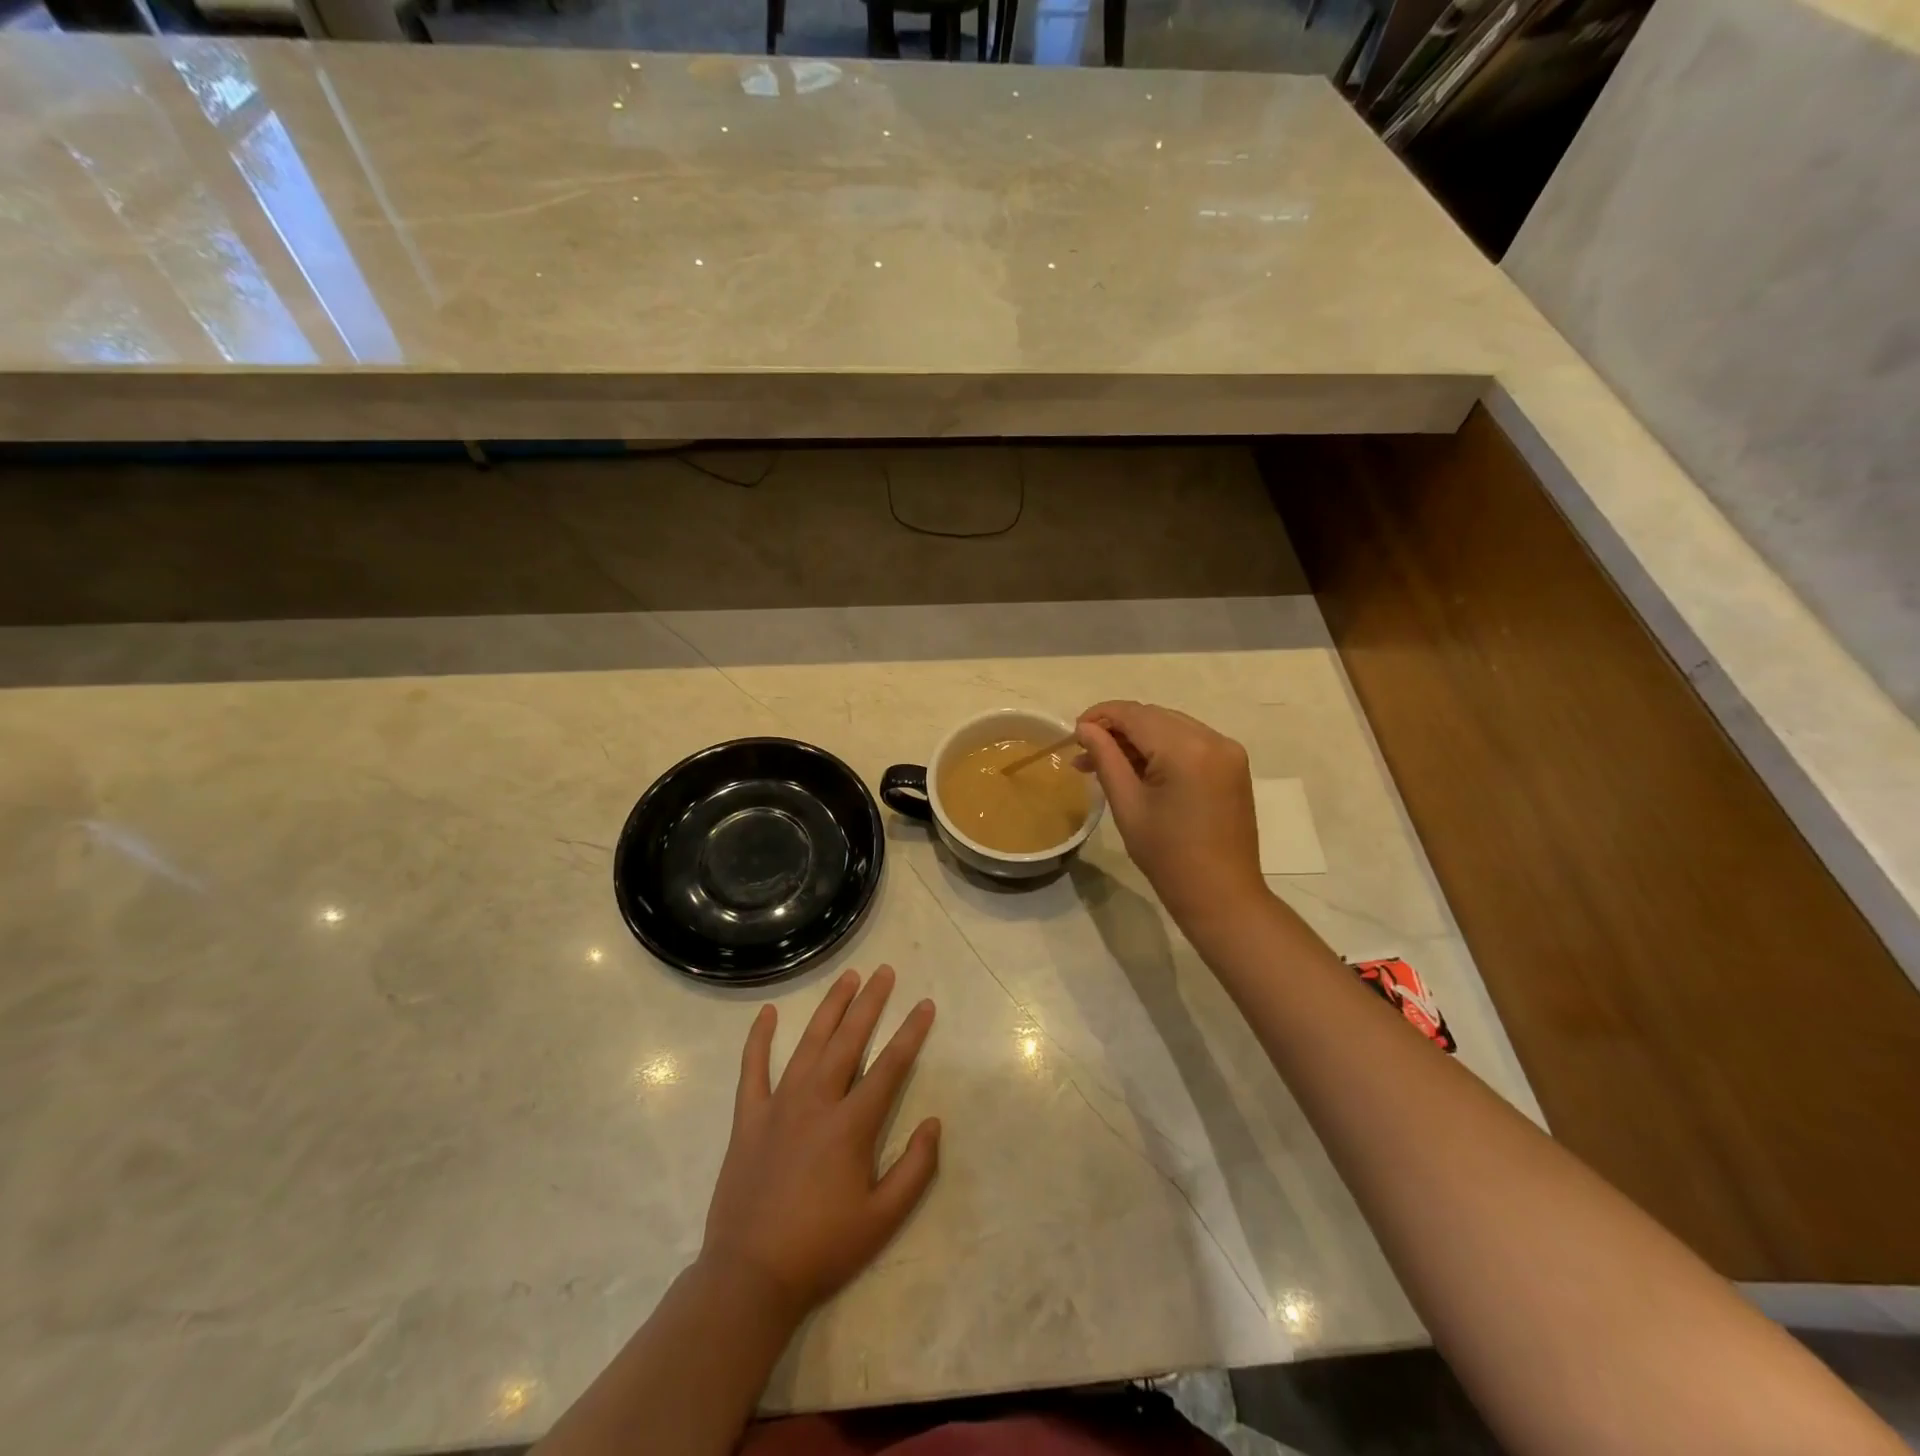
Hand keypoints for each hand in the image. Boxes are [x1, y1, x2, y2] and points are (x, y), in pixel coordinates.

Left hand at [701, 966, 939, 1321]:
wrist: (750, 1277)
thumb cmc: (822, 1248)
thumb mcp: (883, 1219)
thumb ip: (915, 1169)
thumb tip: (933, 1122)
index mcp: (851, 1125)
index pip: (890, 1066)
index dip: (911, 1033)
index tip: (924, 1004)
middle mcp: (817, 1102)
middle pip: (849, 1040)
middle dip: (870, 1003)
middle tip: (885, 972)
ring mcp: (778, 1105)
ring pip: (809, 1043)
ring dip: (830, 1008)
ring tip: (847, 978)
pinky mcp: (748, 1118)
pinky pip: (753, 1069)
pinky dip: (759, 1039)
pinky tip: (767, 1013)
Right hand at [1077, 700, 1266, 926]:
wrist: (1221, 895)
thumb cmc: (1167, 856)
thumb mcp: (1128, 804)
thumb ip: (1105, 758)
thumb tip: (1085, 728)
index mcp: (1187, 749)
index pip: (1135, 715)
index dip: (1100, 716)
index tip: (1073, 733)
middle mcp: (1213, 739)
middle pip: (1154, 716)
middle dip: (1118, 729)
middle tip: (1085, 753)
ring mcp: (1228, 751)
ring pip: (1171, 727)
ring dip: (1138, 738)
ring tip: (1105, 763)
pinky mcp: (1233, 765)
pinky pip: (1190, 742)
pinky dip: (1162, 748)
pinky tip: (1139, 769)